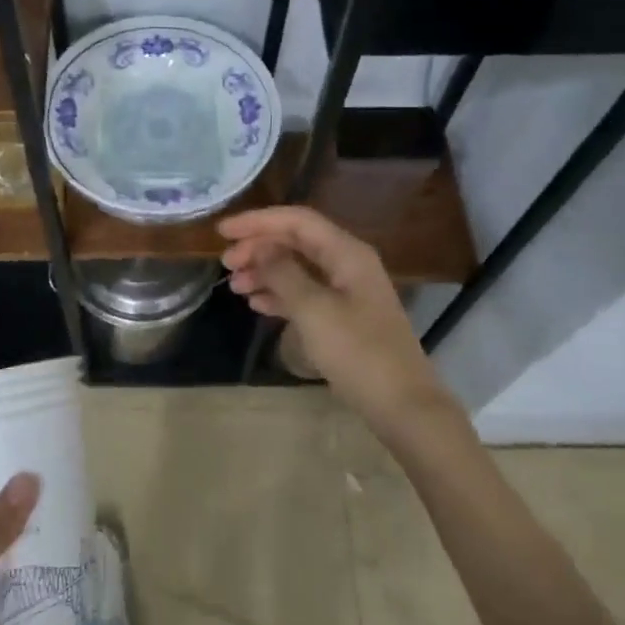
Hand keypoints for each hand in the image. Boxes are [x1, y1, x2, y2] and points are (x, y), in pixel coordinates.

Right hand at [220, 206, 444, 423]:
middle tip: (226, 264)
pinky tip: (257, 304)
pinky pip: (305, 293)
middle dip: (259, 247)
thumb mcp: (314, 310)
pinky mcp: (344, 316)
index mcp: (346, 253)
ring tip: (236, 286)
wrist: (402, 404)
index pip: (296, 220)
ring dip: (265, 272)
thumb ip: (283, 274)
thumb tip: (259, 247)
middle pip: (296, 241)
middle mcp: (348, 263)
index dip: (257, 221)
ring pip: (298, 267)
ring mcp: (348, 291)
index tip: (222, 232)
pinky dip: (280, 294)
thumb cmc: (358, 352)